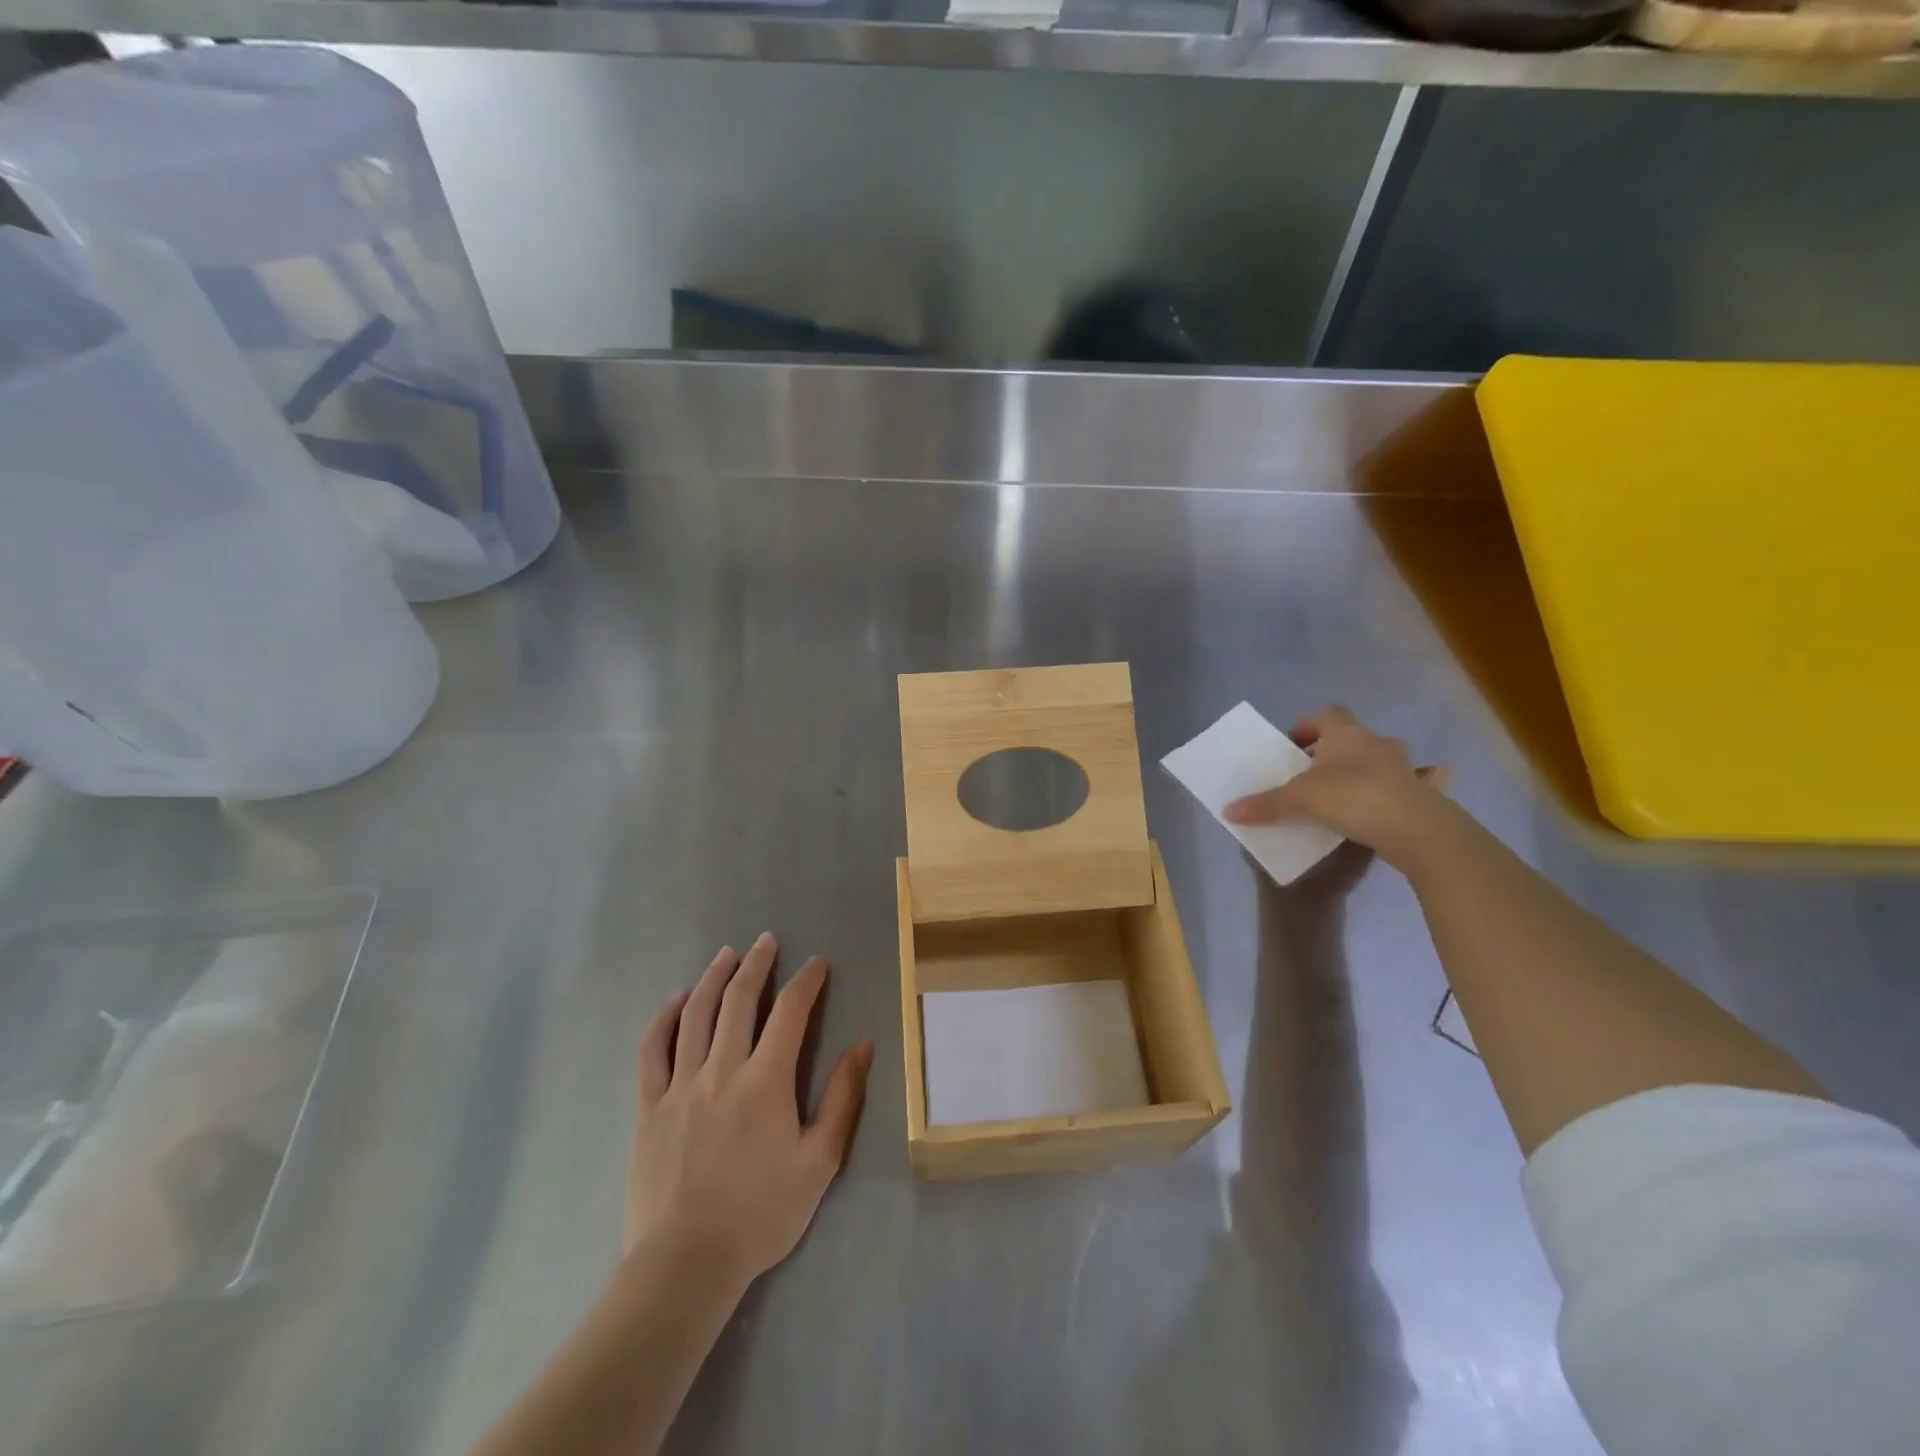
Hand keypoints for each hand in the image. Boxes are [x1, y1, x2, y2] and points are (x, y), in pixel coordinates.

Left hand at [624, 934, 872, 1292]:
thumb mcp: (819, 1161)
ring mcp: (680, 1085)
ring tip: (727, 955)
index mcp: (766, 1080)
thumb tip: (862, 1045)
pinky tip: (675, 1001)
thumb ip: (842, 1099)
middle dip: (757, 964)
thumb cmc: (761, 1214)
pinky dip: (664, 1019)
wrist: (686, 1263)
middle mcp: (722, 1069)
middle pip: (740, 1000)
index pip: (791, 1012)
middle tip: (767, 940)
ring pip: (696, 1015)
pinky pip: (653, 1050)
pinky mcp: (649, 1106)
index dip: (806, 981)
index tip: (817, 963)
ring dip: (714, 978)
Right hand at [1224, 705, 1452, 869]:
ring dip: (1367, 768)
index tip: (1292, 746)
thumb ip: (1265, 804)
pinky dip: (1405, 789)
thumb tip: (1228, 811)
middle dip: (1334, 750)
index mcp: (1345, 733)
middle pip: (1353, 736)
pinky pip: (1413, 783)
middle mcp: (1377, 742)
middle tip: (1314, 773)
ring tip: (1349, 791)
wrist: (1414, 826)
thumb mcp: (1298, 799)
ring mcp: (1404, 766)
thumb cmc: (1351, 796)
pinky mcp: (1422, 792)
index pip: (1326, 714)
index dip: (1307, 726)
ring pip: (1383, 758)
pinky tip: (1396, 803)